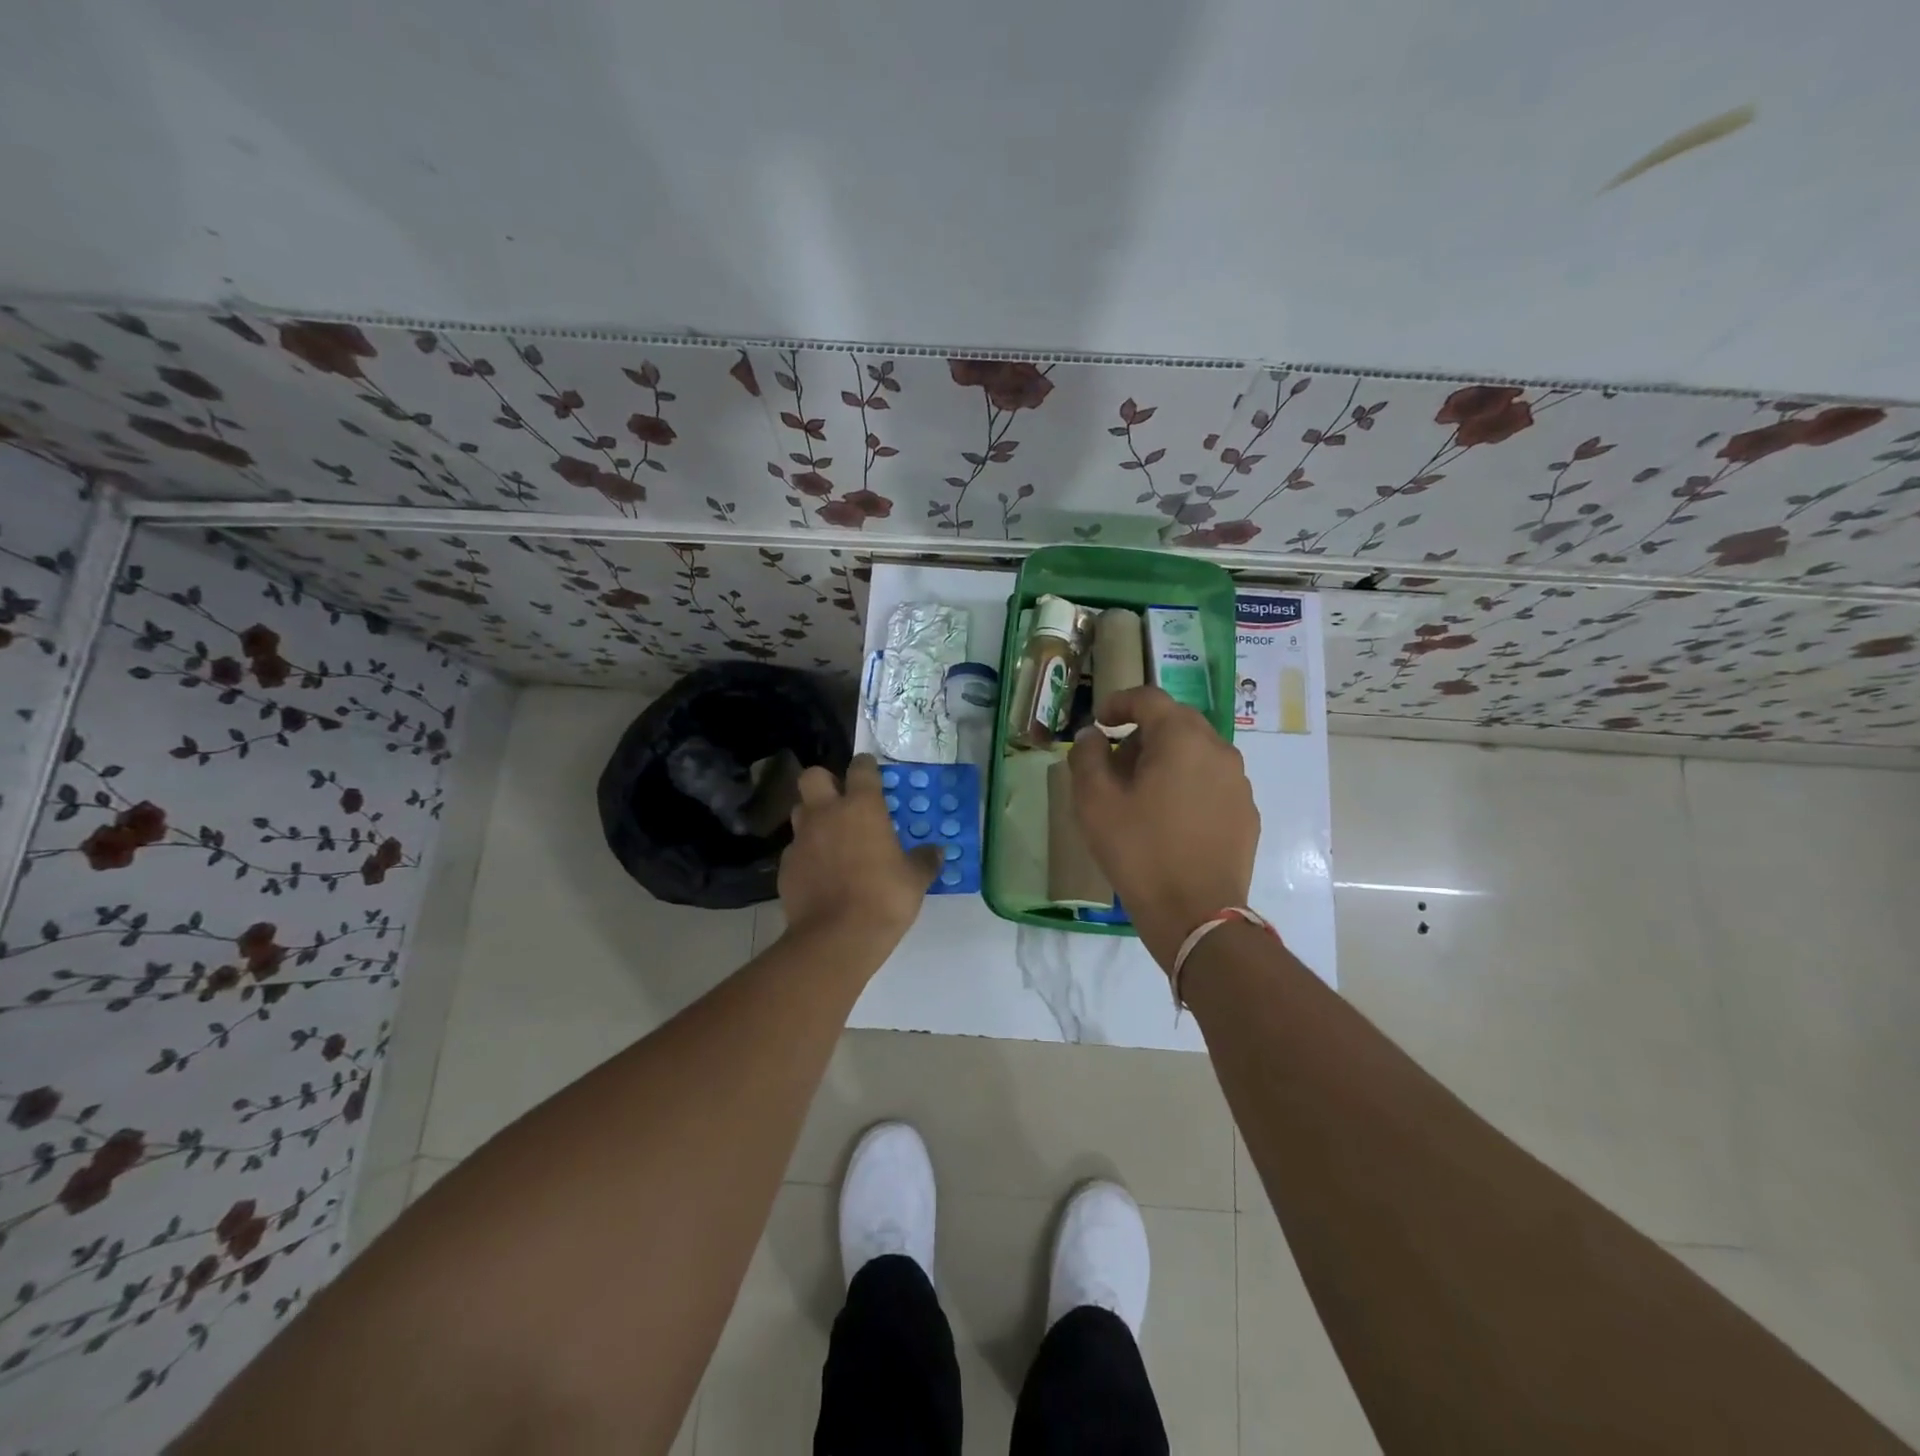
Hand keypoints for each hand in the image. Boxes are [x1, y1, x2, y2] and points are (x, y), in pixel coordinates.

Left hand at [778, 754, 941, 954]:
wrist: (836, 937)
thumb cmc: (884, 898)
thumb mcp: (915, 880)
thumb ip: (925, 860)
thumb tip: (937, 851)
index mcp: (861, 807)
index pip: (860, 768)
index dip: (866, 767)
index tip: (871, 772)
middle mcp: (826, 813)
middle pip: (813, 776)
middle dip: (825, 781)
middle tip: (841, 800)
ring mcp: (801, 839)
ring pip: (800, 811)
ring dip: (813, 817)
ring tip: (831, 837)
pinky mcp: (785, 866)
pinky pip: (796, 849)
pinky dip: (807, 854)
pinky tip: (820, 873)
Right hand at [1068, 686, 1259, 970]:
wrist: (1196, 914)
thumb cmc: (1139, 850)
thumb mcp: (1094, 802)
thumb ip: (1087, 756)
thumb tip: (1093, 736)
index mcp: (1182, 738)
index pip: (1149, 698)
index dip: (1119, 702)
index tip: (1099, 721)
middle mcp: (1218, 750)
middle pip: (1176, 722)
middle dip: (1142, 733)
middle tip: (1114, 761)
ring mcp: (1238, 783)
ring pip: (1196, 752)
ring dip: (1166, 758)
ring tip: (1140, 792)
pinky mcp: (1246, 813)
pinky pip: (1211, 782)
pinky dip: (1187, 784)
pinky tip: (1168, 818)